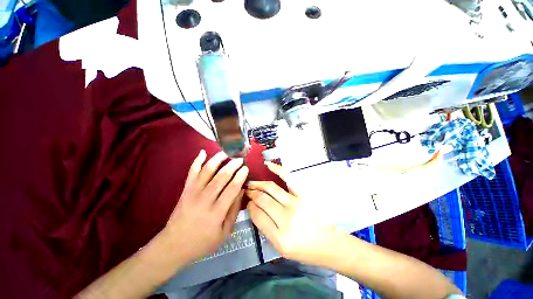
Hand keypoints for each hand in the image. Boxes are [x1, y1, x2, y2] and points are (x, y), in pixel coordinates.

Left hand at [162, 150, 248, 263]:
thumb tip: (241, 191)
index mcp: (216, 212)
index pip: (232, 189)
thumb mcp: (224, 233)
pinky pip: (192, 172)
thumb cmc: (202, 242)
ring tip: (226, 153)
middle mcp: (205, 199)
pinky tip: (203, 152)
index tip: (246, 168)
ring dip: (217, 160)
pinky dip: (197, 161)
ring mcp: (193, 193)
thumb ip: (234, 211)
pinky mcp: (185, 190)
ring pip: (206, 171)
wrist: (173, 245)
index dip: (240, 177)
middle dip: (232, 166)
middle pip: (221, 177)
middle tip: (240, 159)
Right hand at [246, 162, 338, 264]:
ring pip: (271, 188)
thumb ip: (265, 229)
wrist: (329, 244)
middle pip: (262, 199)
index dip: (250, 206)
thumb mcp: (281, 248)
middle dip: (252, 193)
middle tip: (248, 190)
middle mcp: (286, 218)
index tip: (249, 202)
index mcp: (279, 237)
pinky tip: (268, 165)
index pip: (257, 214)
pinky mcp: (304, 194)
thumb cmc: (305, 249)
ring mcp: (296, 204)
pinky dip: (277, 169)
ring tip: (252, 183)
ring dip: (259, 184)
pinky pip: (288, 178)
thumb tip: (254, 208)